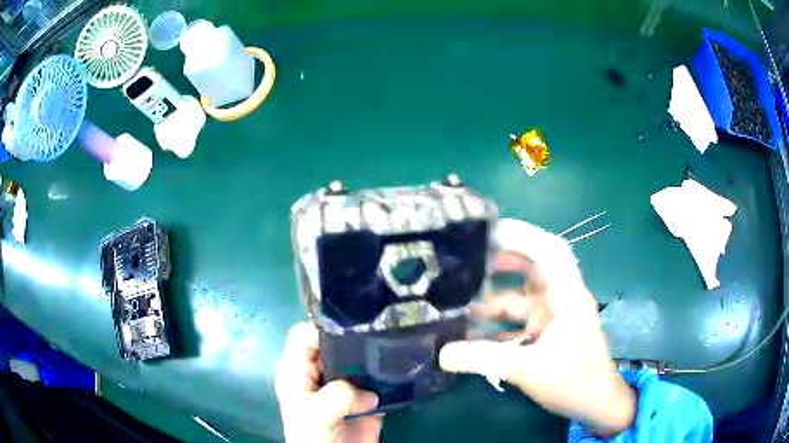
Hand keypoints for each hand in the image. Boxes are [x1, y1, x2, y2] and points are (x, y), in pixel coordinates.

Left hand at [275, 323, 382, 442]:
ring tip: (392, 350)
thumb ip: (338, 394)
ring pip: (357, 358)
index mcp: (298, 371)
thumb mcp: (317, 414)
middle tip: (378, 332)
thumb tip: (370, 393)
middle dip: (353, 337)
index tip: (348, 328)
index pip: (303, 335)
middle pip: (334, 342)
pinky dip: (387, 375)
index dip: (320, 327)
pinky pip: (376, 379)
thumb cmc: (314, 438)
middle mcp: (319, 373)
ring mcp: (343, 385)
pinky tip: (399, 372)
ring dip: (373, 356)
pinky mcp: (364, 397)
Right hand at [439, 219, 635, 435]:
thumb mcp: (528, 369)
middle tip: (469, 262)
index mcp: (567, 295)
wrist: (596, 404)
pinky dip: (499, 325)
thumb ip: (484, 359)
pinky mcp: (548, 335)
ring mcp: (555, 318)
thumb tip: (441, 354)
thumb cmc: (574, 380)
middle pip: (533, 269)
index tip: (491, 233)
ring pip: (522, 299)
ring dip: (496, 300)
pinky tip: (473, 334)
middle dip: (503, 263)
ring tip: (461, 302)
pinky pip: (520, 322)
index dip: (524, 236)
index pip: (550, 251)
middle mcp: (562, 300)